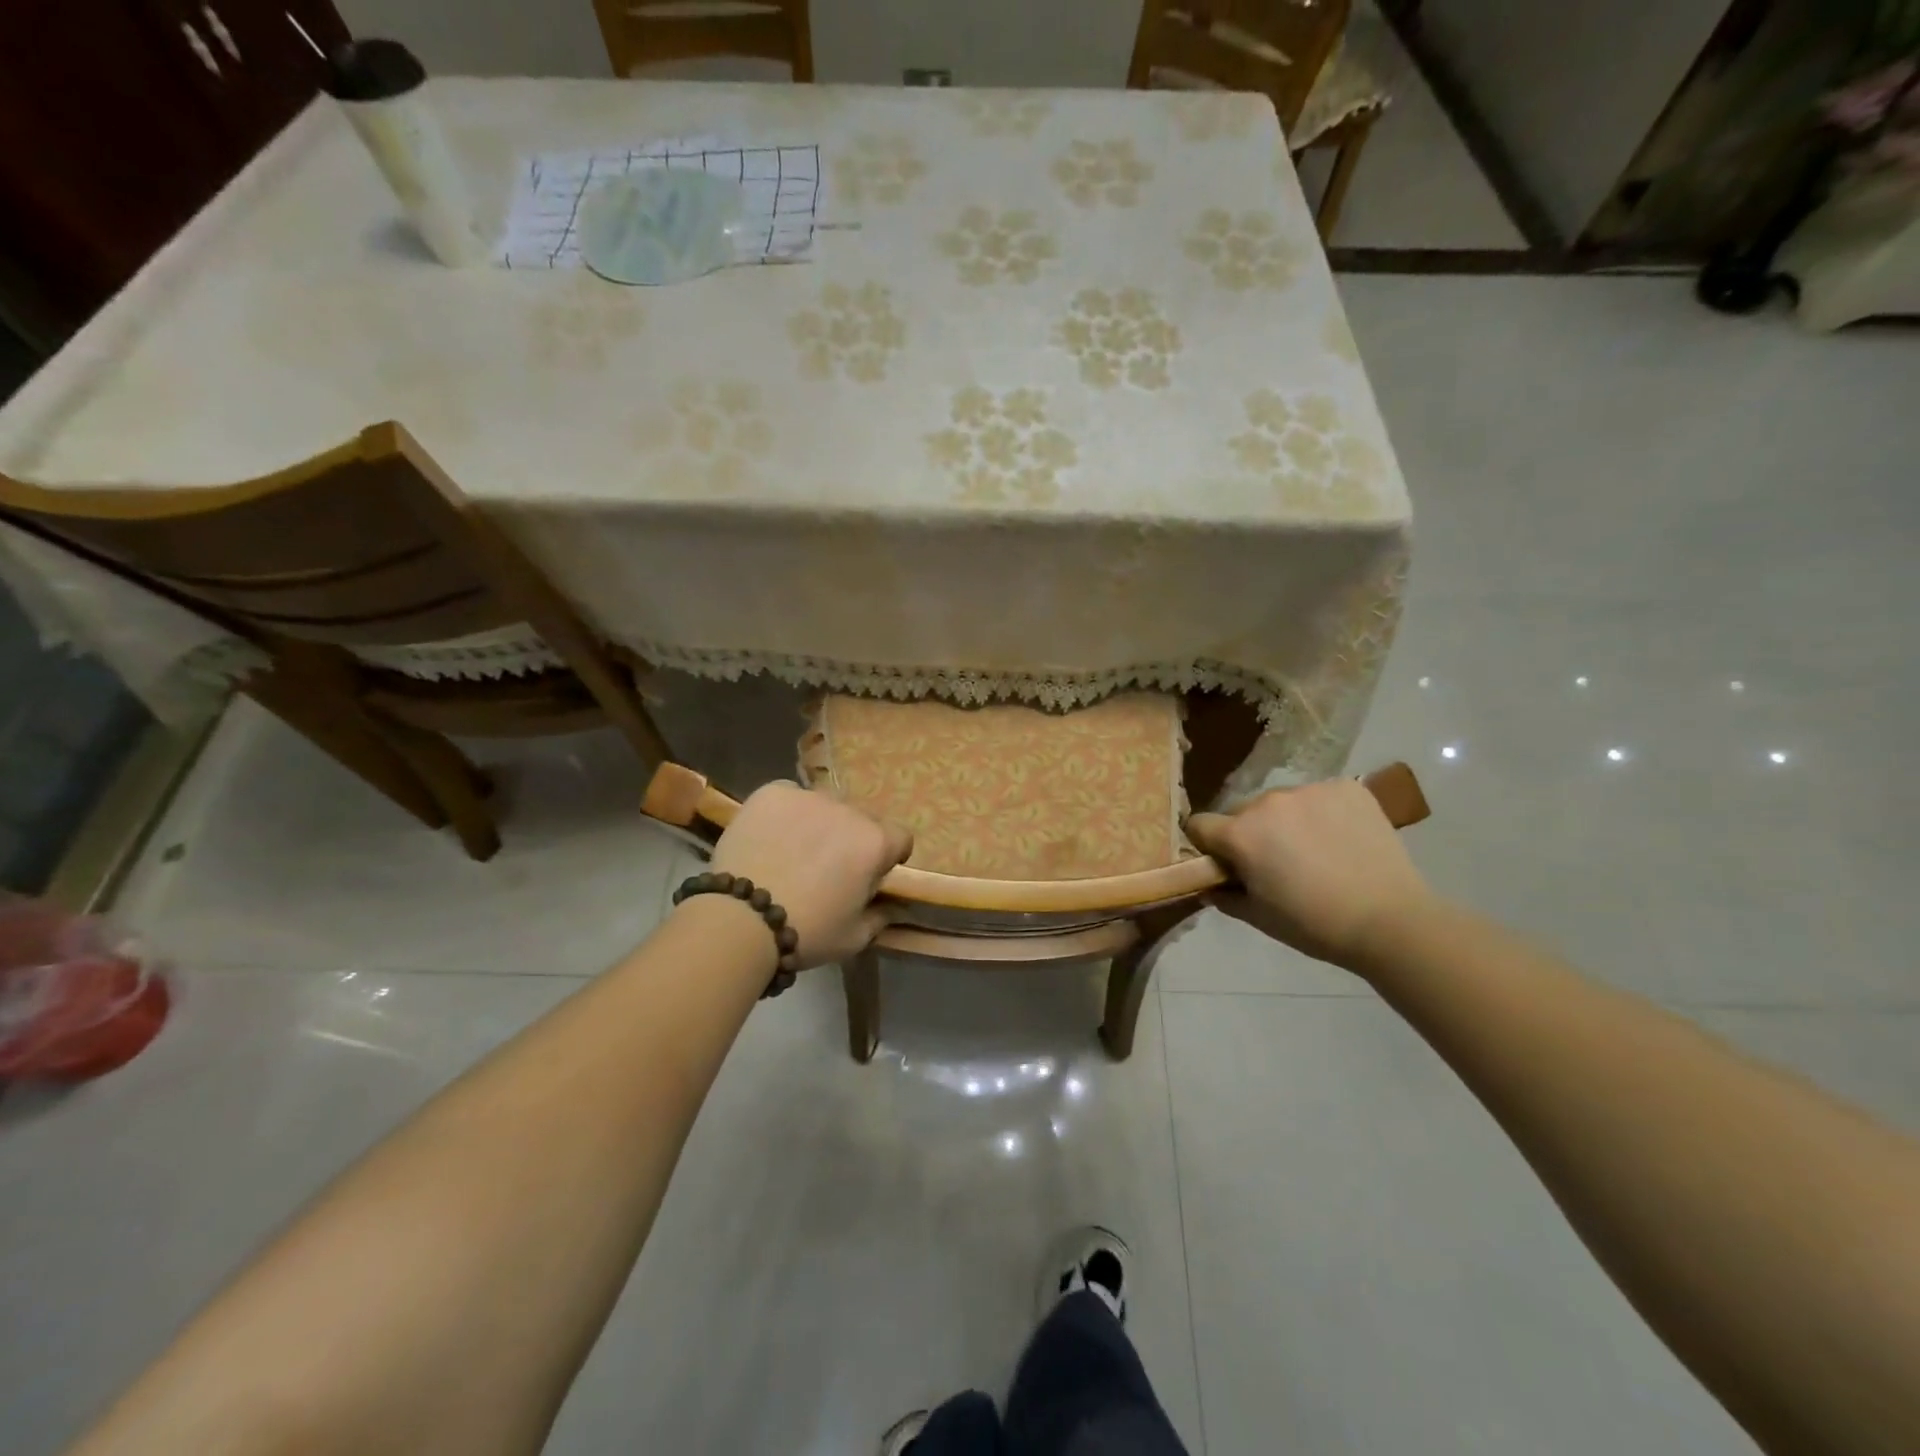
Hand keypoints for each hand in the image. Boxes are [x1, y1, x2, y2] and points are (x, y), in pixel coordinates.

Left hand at [706, 782, 913, 968]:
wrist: (741, 920)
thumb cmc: (807, 931)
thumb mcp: (854, 937)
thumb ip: (880, 917)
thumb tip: (890, 907)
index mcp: (875, 843)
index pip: (900, 837)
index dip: (888, 857)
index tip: (869, 874)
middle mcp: (848, 811)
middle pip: (860, 820)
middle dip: (850, 839)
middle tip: (827, 868)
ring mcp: (809, 797)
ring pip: (823, 806)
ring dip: (818, 824)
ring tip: (792, 851)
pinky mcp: (773, 793)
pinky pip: (789, 797)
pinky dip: (785, 812)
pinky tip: (770, 836)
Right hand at [1186, 779, 1436, 968]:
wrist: (1391, 920)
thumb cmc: (1314, 924)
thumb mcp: (1258, 917)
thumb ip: (1224, 895)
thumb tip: (1211, 885)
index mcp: (1240, 834)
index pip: (1199, 825)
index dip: (1207, 845)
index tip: (1224, 863)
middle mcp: (1268, 802)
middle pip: (1241, 811)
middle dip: (1248, 832)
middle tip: (1274, 862)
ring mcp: (1309, 790)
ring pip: (1281, 802)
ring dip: (1285, 821)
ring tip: (1314, 851)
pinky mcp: (1346, 787)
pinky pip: (1319, 795)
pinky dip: (1322, 813)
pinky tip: (1341, 838)